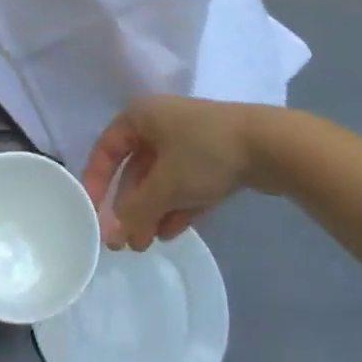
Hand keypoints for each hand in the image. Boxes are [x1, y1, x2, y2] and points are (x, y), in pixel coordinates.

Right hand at [83, 95, 255, 249]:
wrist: (269, 145)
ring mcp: (188, 140)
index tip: (92, 215)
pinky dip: (176, 206)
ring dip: (152, 211)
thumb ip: (134, 210)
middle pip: (135, 169)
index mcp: (140, 116)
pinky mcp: (213, 157)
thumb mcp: (164, 185)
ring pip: (160, 179)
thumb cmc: (203, 154)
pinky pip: (184, 183)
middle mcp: (160, 123)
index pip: (107, 149)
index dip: (96, 182)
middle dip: (129, 206)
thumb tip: (111, 234)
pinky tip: (172, 233)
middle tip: (124, 241)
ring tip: (147, 244)